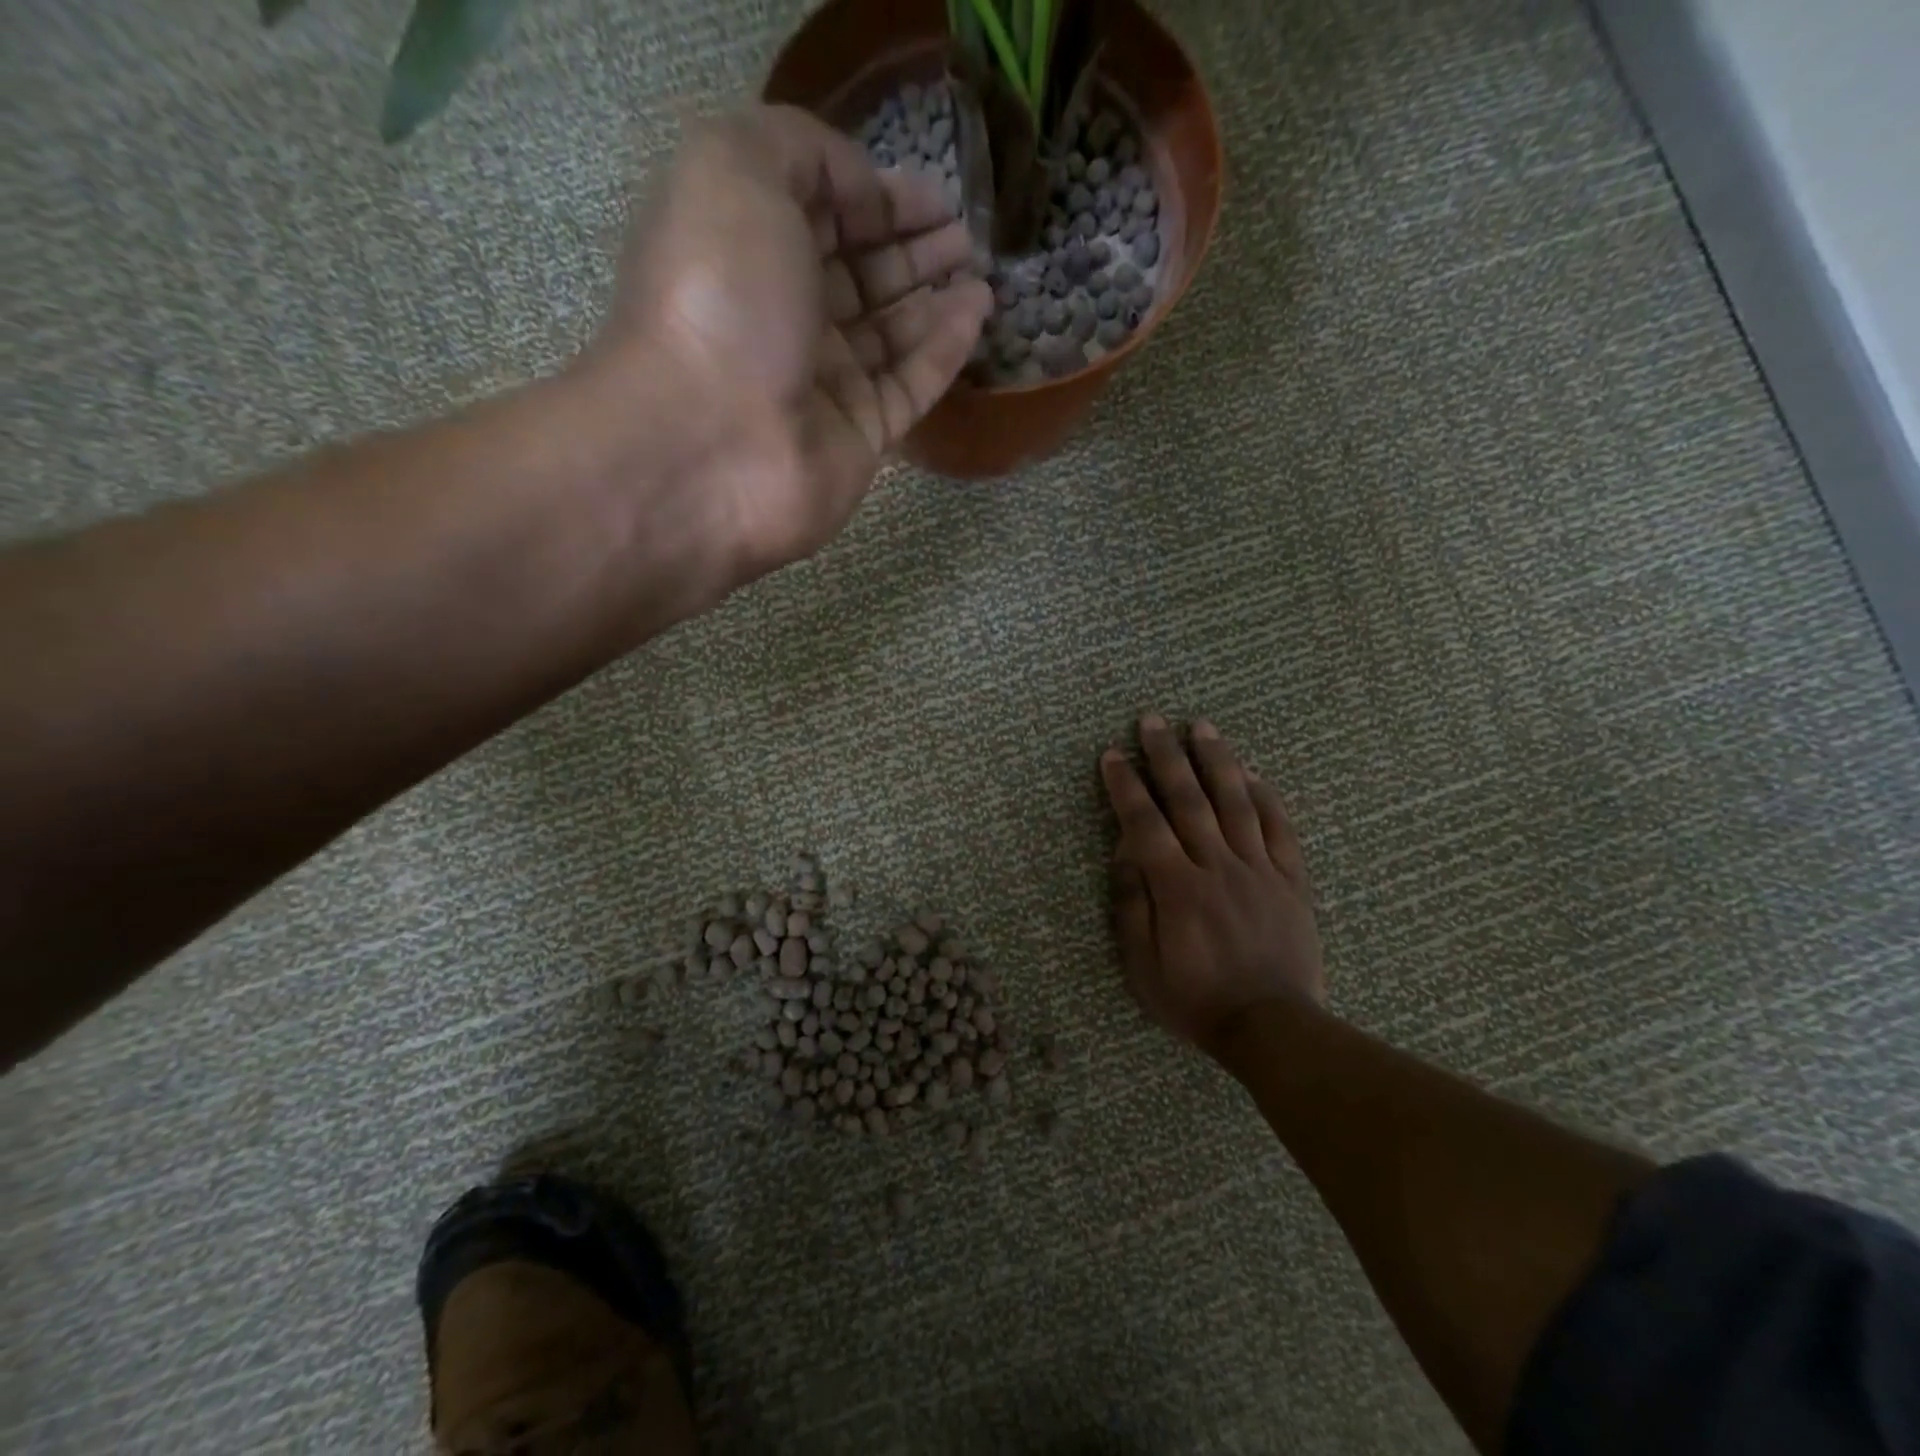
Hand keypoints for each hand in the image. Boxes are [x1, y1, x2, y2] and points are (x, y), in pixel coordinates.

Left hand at [587, 104, 990, 582]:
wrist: (712, 447)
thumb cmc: (719, 298)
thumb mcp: (735, 167)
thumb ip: (804, 149)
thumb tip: (867, 192)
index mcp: (745, 250)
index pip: (819, 215)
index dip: (874, 196)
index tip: (931, 191)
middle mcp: (784, 317)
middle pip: (859, 274)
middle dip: (912, 247)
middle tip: (964, 232)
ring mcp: (823, 384)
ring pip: (890, 333)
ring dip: (935, 297)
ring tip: (980, 270)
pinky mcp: (860, 437)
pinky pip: (911, 384)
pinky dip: (945, 349)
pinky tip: (977, 312)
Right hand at [1100, 715, 1325, 1055]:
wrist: (1272, 1027)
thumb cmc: (1195, 999)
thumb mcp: (1142, 964)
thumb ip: (1132, 904)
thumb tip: (1125, 851)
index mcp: (1177, 888)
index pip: (1145, 823)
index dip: (1126, 786)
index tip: (1112, 755)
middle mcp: (1217, 867)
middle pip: (1188, 800)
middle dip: (1166, 756)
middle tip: (1152, 721)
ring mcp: (1258, 870)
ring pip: (1236, 802)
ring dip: (1216, 761)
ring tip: (1202, 726)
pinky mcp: (1290, 880)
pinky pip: (1278, 829)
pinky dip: (1265, 796)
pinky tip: (1252, 772)